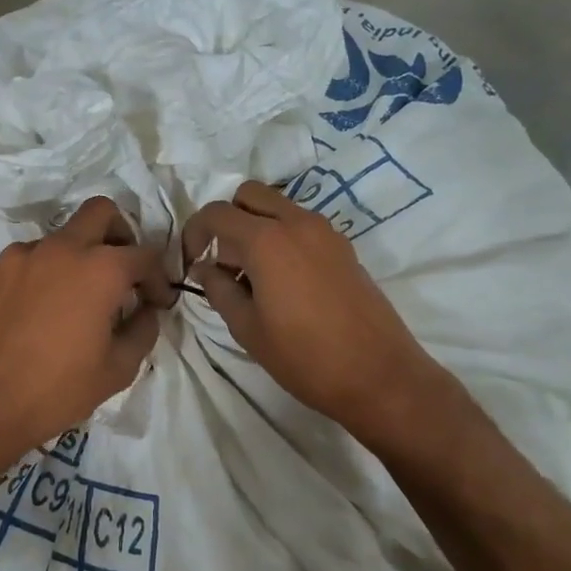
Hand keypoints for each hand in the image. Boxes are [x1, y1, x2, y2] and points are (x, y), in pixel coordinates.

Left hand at [0, 197, 174, 465]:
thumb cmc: (58, 390)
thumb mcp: (118, 369)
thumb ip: (142, 330)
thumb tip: (145, 310)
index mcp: (100, 269)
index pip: (144, 255)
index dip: (158, 278)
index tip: (156, 301)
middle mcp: (59, 249)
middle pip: (99, 213)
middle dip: (118, 234)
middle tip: (118, 271)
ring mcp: (15, 257)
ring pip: (54, 242)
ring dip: (68, 263)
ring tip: (63, 305)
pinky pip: (16, 266)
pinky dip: (29, 282)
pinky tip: (24, 316)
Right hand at [184, 181, 444, 440]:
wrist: (379, 375)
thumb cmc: (304, 357)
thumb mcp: (247, 329)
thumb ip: (218, 290)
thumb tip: (205, 269)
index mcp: (267, 240)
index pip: (217, 213)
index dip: (194, 233)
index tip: (191, 264)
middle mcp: (297, 223)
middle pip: (249, 195)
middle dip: (227, 221)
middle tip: (223, 263)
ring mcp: (326, 232)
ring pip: (278, 207)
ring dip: (255, 228)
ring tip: (252, 278)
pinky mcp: (344, 247)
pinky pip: (301, 225)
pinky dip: (281, 237)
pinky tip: (282, 283)